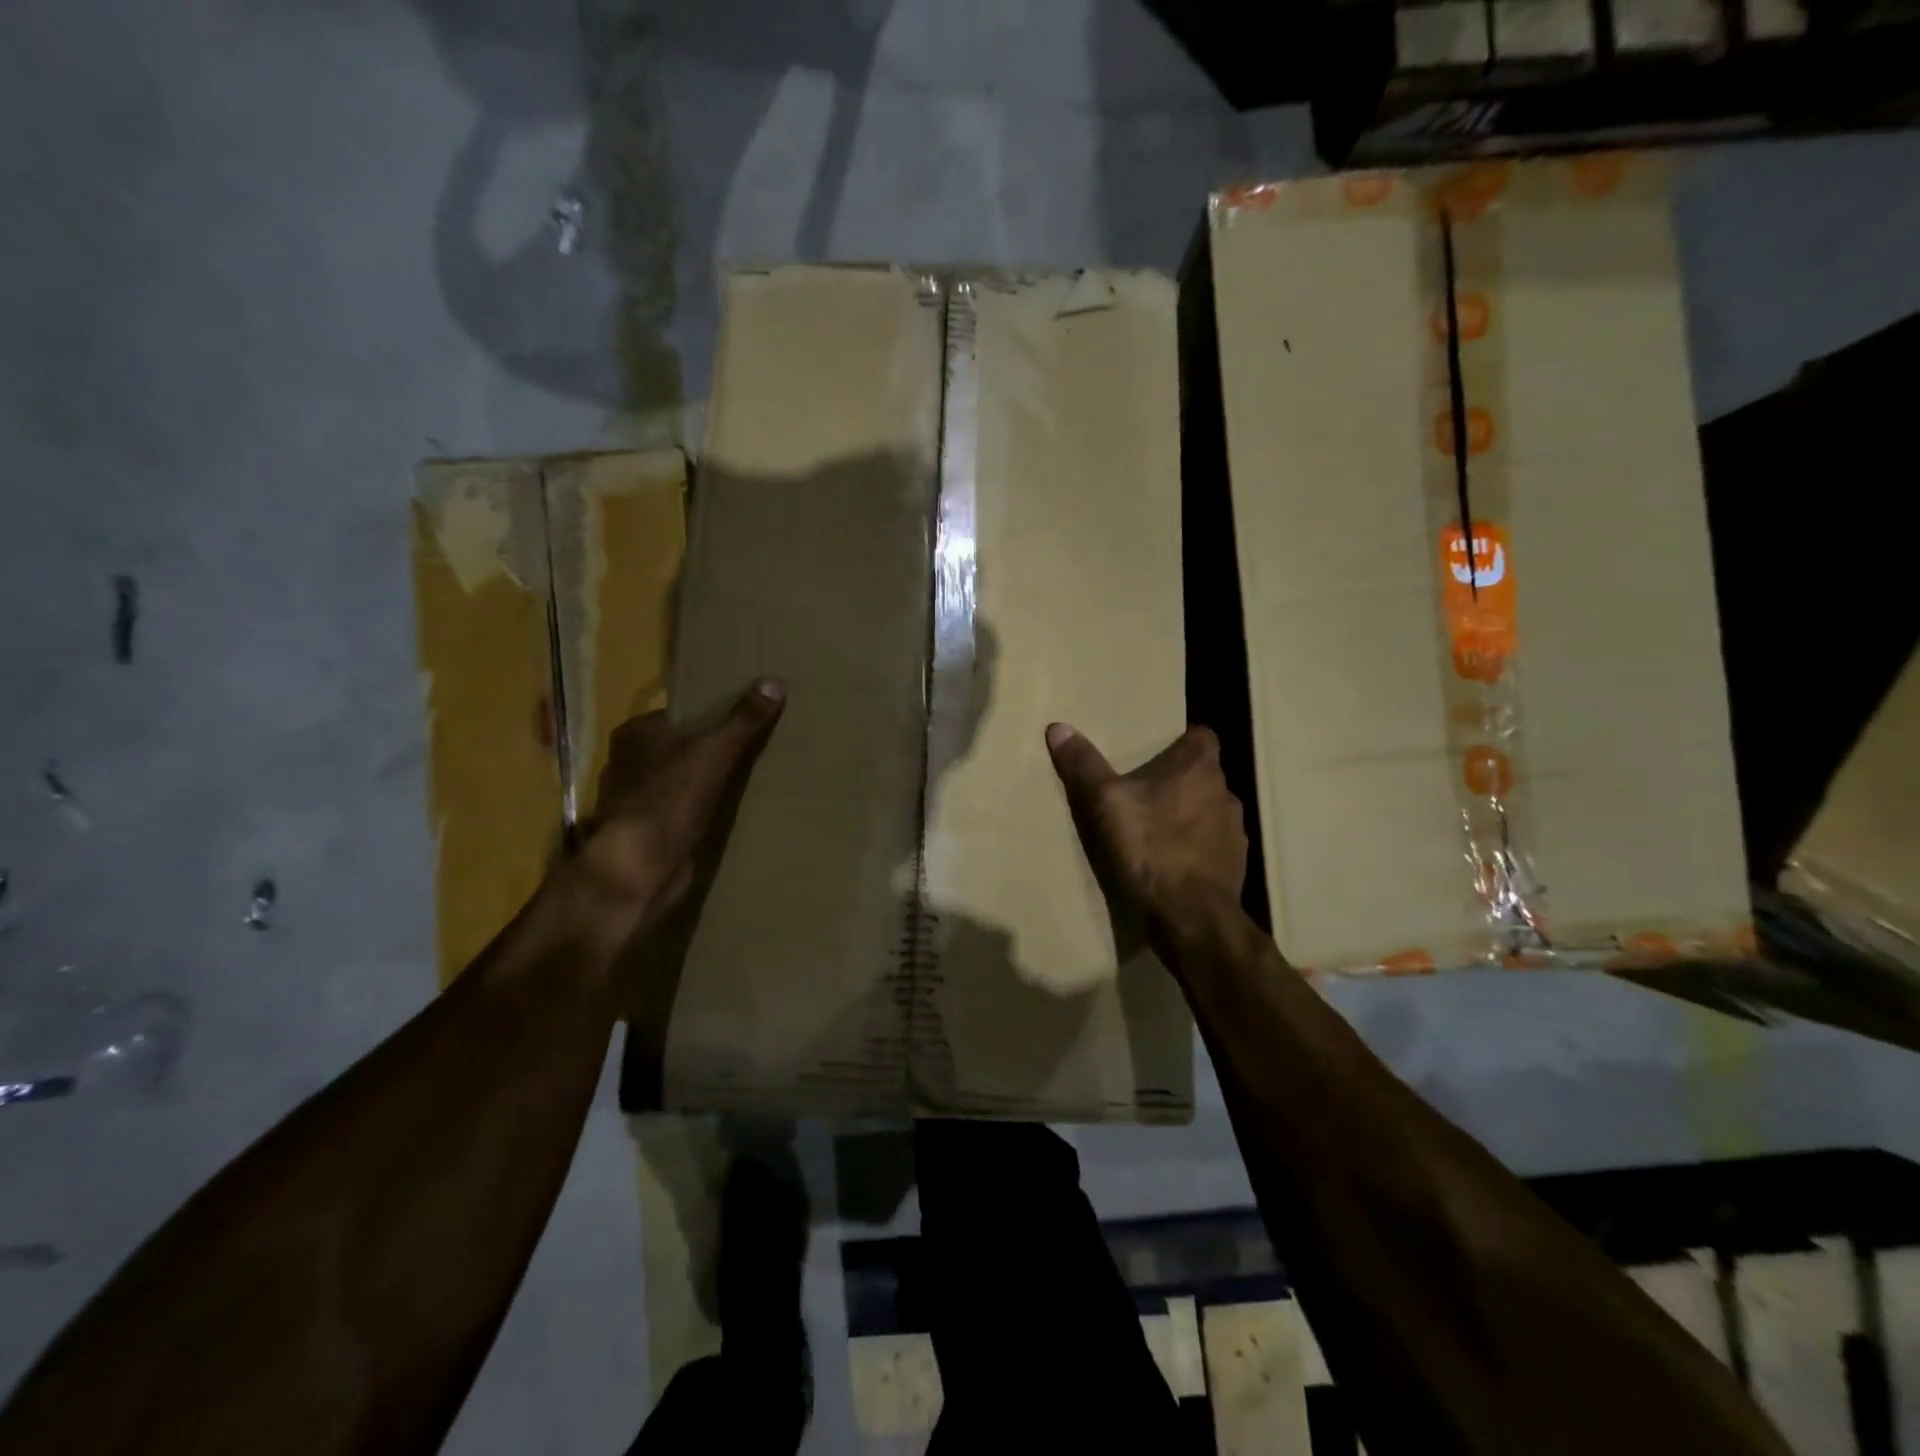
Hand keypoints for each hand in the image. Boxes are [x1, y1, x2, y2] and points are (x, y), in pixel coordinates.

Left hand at [571, 679, 785, 950]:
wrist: (642, 865)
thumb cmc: (671, 796)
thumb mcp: (715, 750)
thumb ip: (743, 719)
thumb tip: (773, 683)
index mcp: (634, 733)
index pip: (679, 714)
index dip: (710, 715)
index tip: (744, 719)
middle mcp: (628, 762)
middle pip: (679, 747)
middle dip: (710, 749)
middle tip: (754, 748)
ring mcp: (635, 799)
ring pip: (680, 780)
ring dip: (706, 783)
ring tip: (748, 779)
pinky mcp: (647, 831)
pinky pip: (681, 810)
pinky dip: (700, 810)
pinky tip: (728, 813)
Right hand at [1046, 722, 1247, 930]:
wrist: (1189, 915)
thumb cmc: (1149, 847)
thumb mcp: (1105, 802)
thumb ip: (1084, 765)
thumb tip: (1058, 727)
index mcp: (1198, 767)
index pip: (1202, 736)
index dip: (1181, 741)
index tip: (1157, 752)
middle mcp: (1225, 792)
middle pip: (1202, 775)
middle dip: (1178, 781)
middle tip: (1144, 792)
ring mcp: (1234, 831)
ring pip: (1209, 811)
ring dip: (1188, 816)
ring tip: (1155, 830)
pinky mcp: (1235, 865)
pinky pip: (1213, 846)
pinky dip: (1195, 849)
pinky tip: (1170, 864)